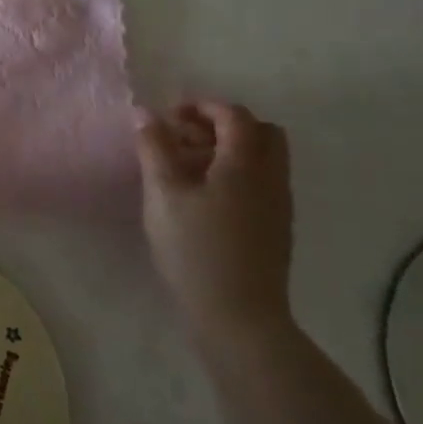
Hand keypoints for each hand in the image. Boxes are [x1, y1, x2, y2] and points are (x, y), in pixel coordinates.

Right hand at [136, 100, 294, 338]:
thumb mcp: (163, 192)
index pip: (234, 115)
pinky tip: (202, 198)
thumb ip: (154, 147)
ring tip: (186, 169)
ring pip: (262, 160)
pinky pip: (260, 183)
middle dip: (222, 125)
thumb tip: (145, 113)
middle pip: (261, 132)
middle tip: (185, 138)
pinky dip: (235, 175)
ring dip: (228, 151)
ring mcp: (278, 206)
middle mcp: (271, 179)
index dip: (202, 106)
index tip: (170, 116)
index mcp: (246, 164)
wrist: (238, 317)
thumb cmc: (195, 248)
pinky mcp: (275, 229)